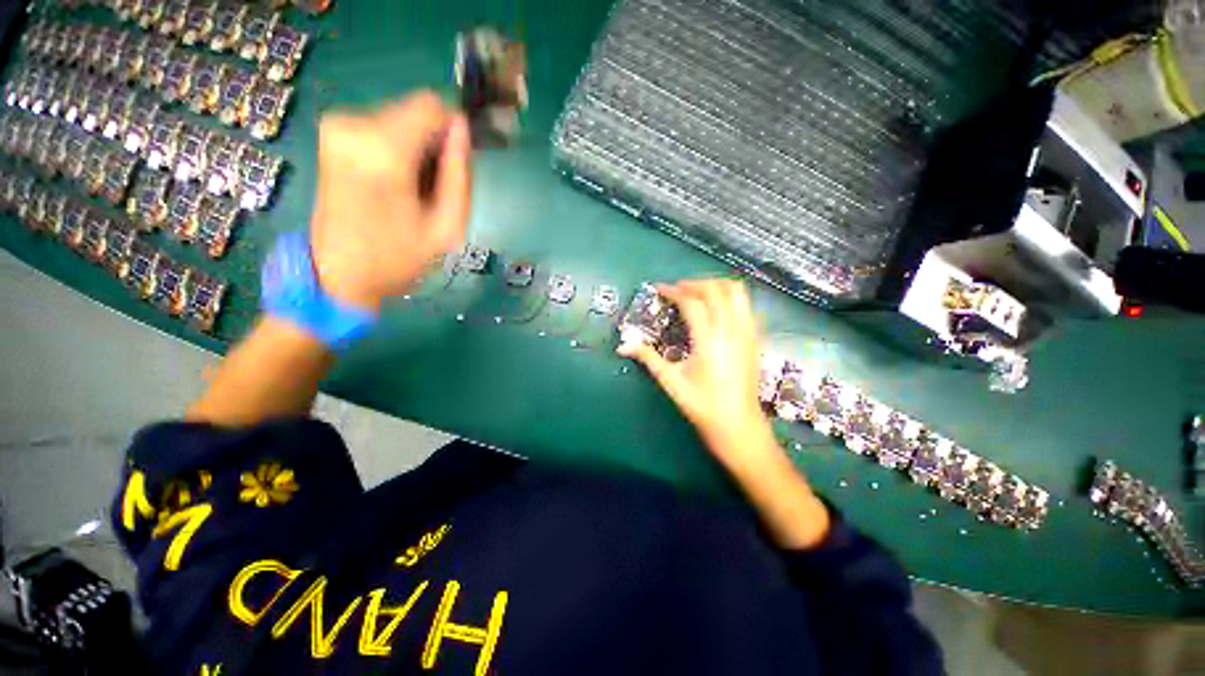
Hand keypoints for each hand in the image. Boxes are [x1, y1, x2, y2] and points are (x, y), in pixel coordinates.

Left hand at [309, 92, 470, 311]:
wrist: (339, 272)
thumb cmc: (399, 257)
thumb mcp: (448, 226)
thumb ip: (460, 174)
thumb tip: (463, 129)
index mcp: (383, 151)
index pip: (432, 105)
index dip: (454, 128)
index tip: (459, 161)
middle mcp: (354, 125)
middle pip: (416, 111)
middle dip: (434, 143)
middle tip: (434, 186)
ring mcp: (337, 126)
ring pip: (400, 118)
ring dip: (416, 148)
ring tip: (413, 189)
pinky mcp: (331, 133)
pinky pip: (382, 126)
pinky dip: (397, 148)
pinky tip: (395, 182)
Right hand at [618, 280, 772, 465]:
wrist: (738, 424)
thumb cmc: (702, 406)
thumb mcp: (671, 382)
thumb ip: (648, 358)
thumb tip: (622, 347)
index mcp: (708, 342)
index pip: (692, 303)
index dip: (674, 291)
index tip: (660, 289)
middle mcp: (731, 331)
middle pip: (715, 290)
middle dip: (693, 284)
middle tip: (676, 290)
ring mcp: (747, 333)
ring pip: (736, 292)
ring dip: (715, 285)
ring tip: (698, 292)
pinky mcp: (755, 338)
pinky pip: (746, 305)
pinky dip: (730, 297)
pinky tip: (718, 307)